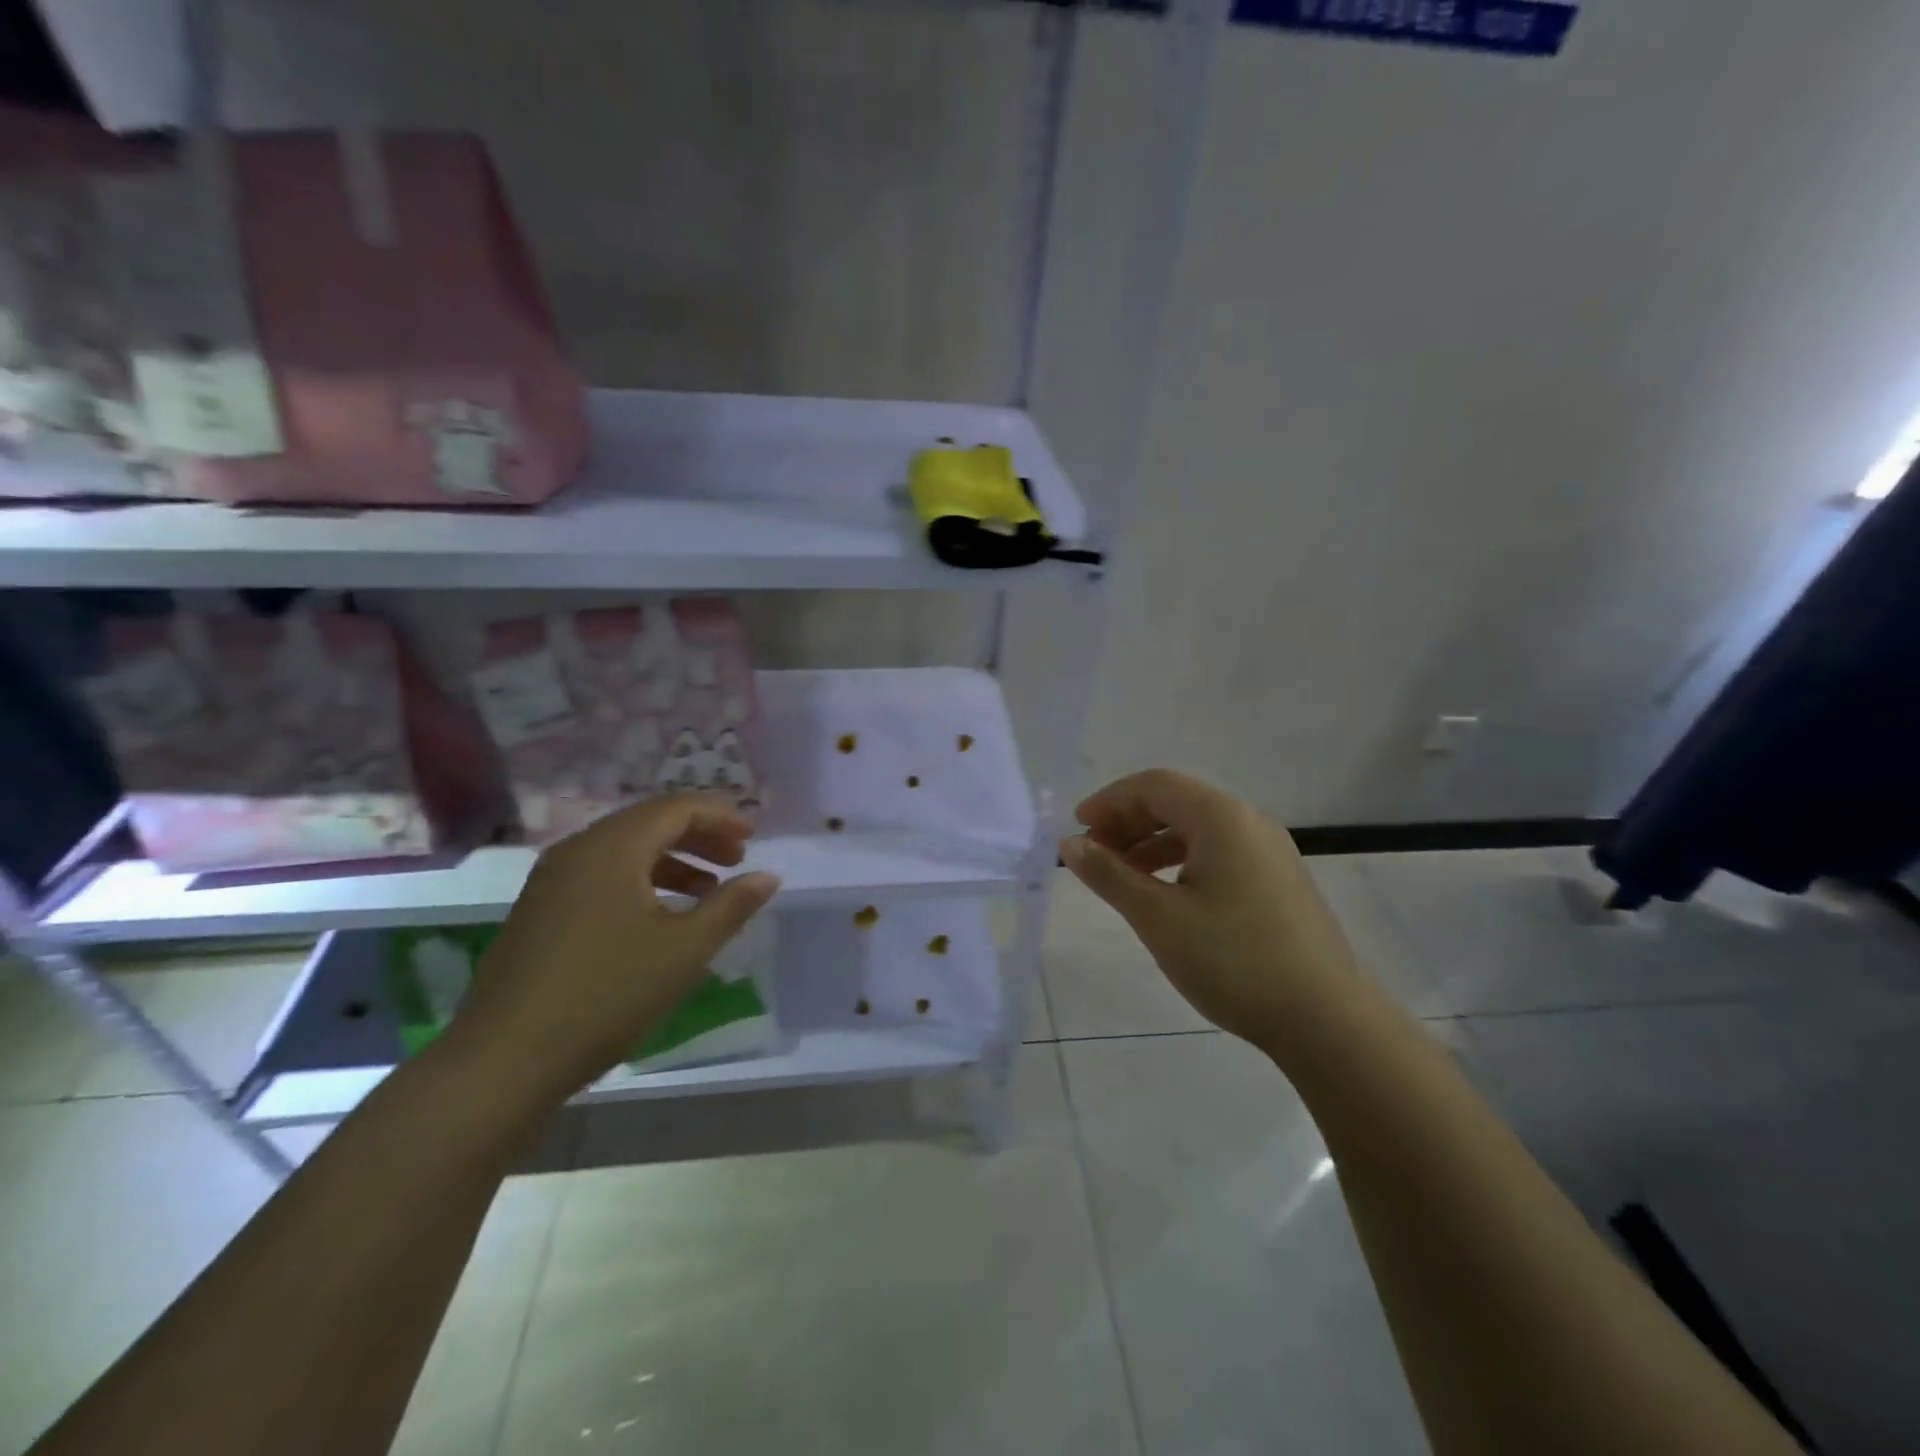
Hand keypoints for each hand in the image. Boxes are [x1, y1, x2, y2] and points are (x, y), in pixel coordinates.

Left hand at [448, 794, 779, 1104]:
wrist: (502, 1060)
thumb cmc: (606, 995)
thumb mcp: (684, 950)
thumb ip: (731, 906)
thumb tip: (769, 876)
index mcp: (612, 848)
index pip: (676, 808)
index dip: (720, 817)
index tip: (754, 838)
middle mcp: (578, 850)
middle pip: (649, 821)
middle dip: (699, 835)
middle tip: (738, 859)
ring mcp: (553, 880)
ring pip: (625, 849)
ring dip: (672, 859)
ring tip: (708, 890)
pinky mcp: (541, 909)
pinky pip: (602, 874)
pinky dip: (642, 880)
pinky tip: (661, 916)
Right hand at [1061, 770, 1366, 1054]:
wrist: (1326, 1019)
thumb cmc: (1233, 960)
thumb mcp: (1158, 917)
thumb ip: (1109, 874)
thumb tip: (1070, 844)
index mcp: (1222, 817)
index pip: (1154, 786)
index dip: (1109, 801)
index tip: (1077, 830)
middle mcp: (1249, 821)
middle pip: (1176, 802)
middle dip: (1128, 822)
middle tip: (1094, 855)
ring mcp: (1270, 851)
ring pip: (1197, 829)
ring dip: (1152, 843)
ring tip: (1121, 877)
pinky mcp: (1279, 880)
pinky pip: (1218, 852)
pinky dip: (1181, 861)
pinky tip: (1166, 894)